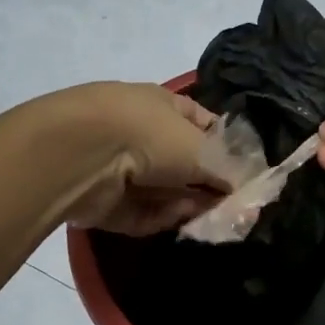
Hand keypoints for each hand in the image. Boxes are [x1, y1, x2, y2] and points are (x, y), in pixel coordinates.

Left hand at [51, 83, 235, 235]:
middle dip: (207, 184)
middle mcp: (139, 132)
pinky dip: (158, 217)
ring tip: (208, 216)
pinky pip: (139, 212)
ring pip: (162, 191)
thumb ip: (228, 169)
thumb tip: (245, 186)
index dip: (226, 146)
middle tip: (233, 206)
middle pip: (183, 163)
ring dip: (186, 204)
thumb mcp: (203, 149)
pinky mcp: (102, 200)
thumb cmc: (148, 135)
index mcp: (161, 105)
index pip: (202, 123)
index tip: (245, 171)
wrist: (79, 154)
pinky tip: (174, 219)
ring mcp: (117, 166)